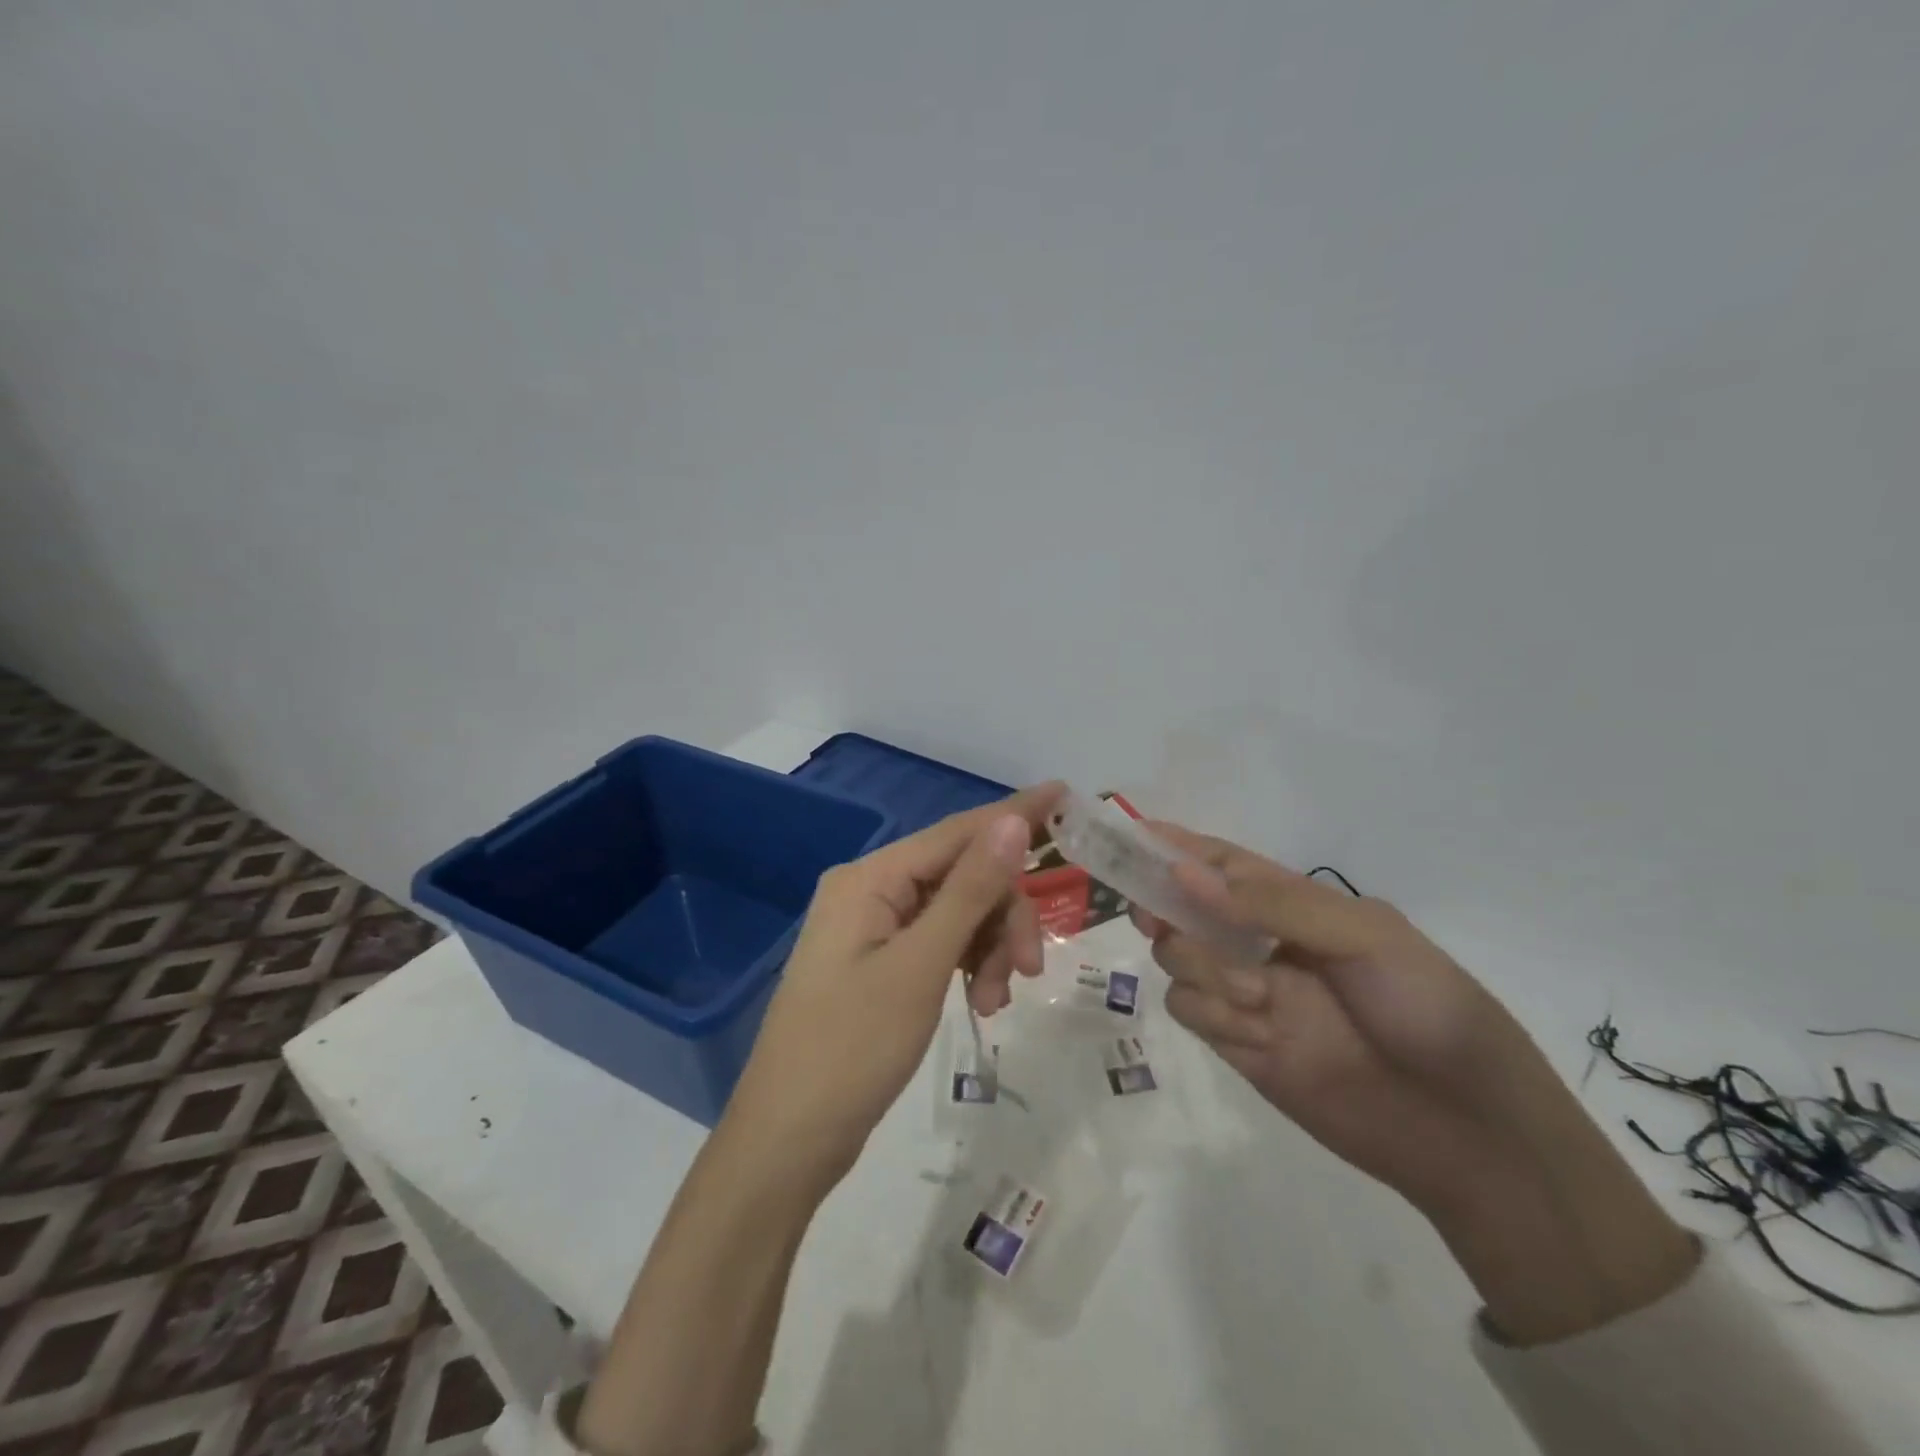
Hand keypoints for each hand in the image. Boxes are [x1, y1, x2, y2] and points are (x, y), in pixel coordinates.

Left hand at [722, 784, 1063, 1182]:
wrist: (788, 1140)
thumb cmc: (852, 1048)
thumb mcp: (921, 966)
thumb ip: (970, 891)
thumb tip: (1011, 821)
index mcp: (870, 878)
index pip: (957, 832)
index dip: (1013, 814)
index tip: (1065, 795)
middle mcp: (870, 890)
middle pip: (961, 877)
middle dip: (1003, 916)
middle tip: (1031, 970)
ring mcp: (872, 928)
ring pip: (957, 914)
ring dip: (988, 949)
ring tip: (996, 1003)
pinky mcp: (879, 963)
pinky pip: (939, 944)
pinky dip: (967, 967)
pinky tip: (980, 1004)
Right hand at [1136, 825, 1697, 1343]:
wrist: (1467, 1133)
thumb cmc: (1429, 1009)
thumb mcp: (1364, 936)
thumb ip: (1272, 903)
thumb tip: (1183, 873)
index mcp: (1295, 903)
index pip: (1221, 861)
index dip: (1174, 845)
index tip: (1128, 835)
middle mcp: (1261, 941)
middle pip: (1182, 906)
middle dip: (1168, 906)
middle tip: (1160, 917)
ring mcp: (1246, 992)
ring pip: (1177, 957)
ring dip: (1200, 967)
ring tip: (1255, 996)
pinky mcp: (1237, 1043)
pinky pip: (1188, 1009)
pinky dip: (1209, 1013)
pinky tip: (1255, 1033)